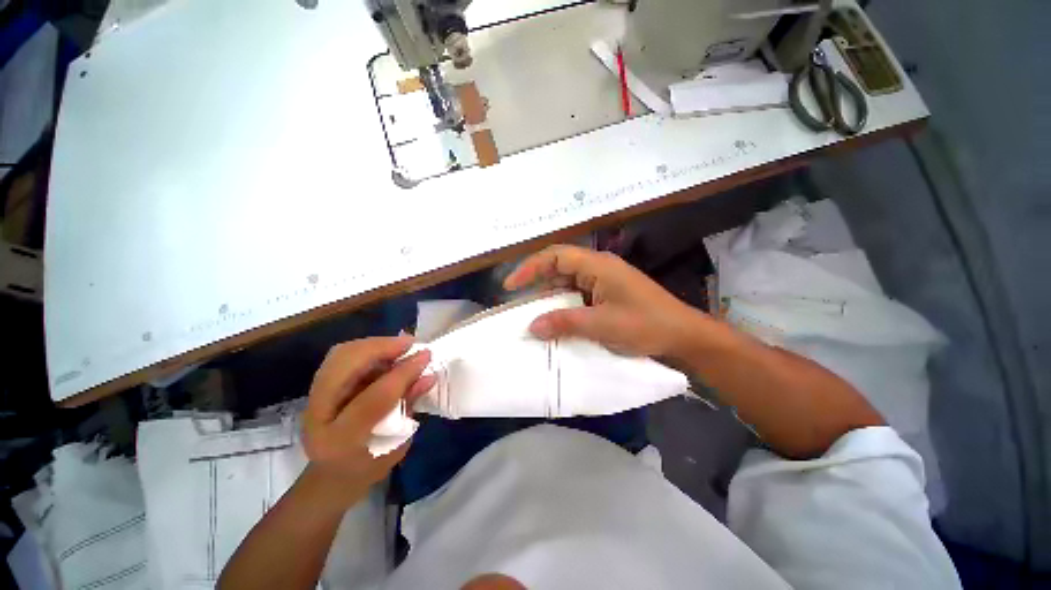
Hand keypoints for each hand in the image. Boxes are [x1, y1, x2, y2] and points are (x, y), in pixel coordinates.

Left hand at [301, 337, 434, 506]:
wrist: (333, 476)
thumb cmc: (370, 465)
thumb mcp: (397, 443)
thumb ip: (408, 405)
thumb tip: (428, 375)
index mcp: (340, 440)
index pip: (374, 397)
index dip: (403, 372)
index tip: (426, 355)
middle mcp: (317, 416)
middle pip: (345, 365)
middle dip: (381, 347)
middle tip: (411, 343)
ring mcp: (312, 399)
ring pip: (341, 355)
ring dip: (374, 344)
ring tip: (401, 345)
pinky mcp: (318, 386)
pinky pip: (342, 356)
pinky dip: (367, 348)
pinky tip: (387, 351)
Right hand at [504, 245, 701, 357]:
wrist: (683, 336)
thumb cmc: (646, 325)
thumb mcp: (602, 325)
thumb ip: (565, 323)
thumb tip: (532, 326)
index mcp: (598, 266)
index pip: (555, 256)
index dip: (530, 267)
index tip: (511, 286)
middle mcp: (598, 268)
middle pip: (559, 267)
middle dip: (536, 282)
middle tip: (517, 301)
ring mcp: (603, 282)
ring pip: (567, 283)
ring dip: (549, 296)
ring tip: (531, 312)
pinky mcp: (607, 295)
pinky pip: (577, 295)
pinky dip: (563, 305)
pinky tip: (554, 319)